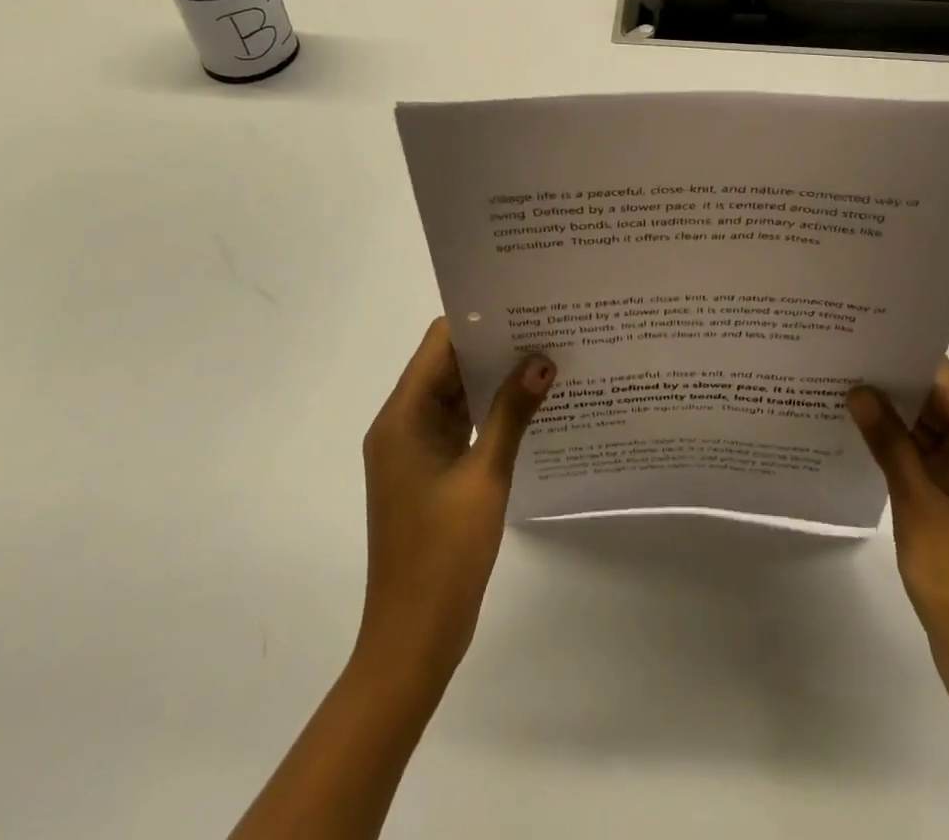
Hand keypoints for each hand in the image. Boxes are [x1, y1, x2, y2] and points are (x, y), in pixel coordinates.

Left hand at [357, 318, 554, 684]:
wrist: (412, 640)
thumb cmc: (443, 555)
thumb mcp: (485, 476)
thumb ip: (513, 412)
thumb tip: (542, 360)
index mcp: (402, 417)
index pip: (439, 344)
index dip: (478, 321)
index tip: (523, 307)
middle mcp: (402, 425)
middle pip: (447, 366)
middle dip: (493, 347)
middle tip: (546, 328)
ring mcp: (414, 451)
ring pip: (456, 395)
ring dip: (493, 380)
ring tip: (545, 358)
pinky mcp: (429, 473)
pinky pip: (460, 425)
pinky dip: (489, 412)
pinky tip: (529, 406)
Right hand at [846, 362, 948, 714]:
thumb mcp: (917, 502)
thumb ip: (888, 442)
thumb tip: (859, 390)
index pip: (944, 381)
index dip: (904, 355)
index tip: (860, 334)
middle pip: (936, 402)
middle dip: (890, 383)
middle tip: (839, 357)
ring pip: (928, 431)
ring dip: (891, 416)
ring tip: (839, 388)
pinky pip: (926, 459)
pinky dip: (897, 447)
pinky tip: (857, 435)